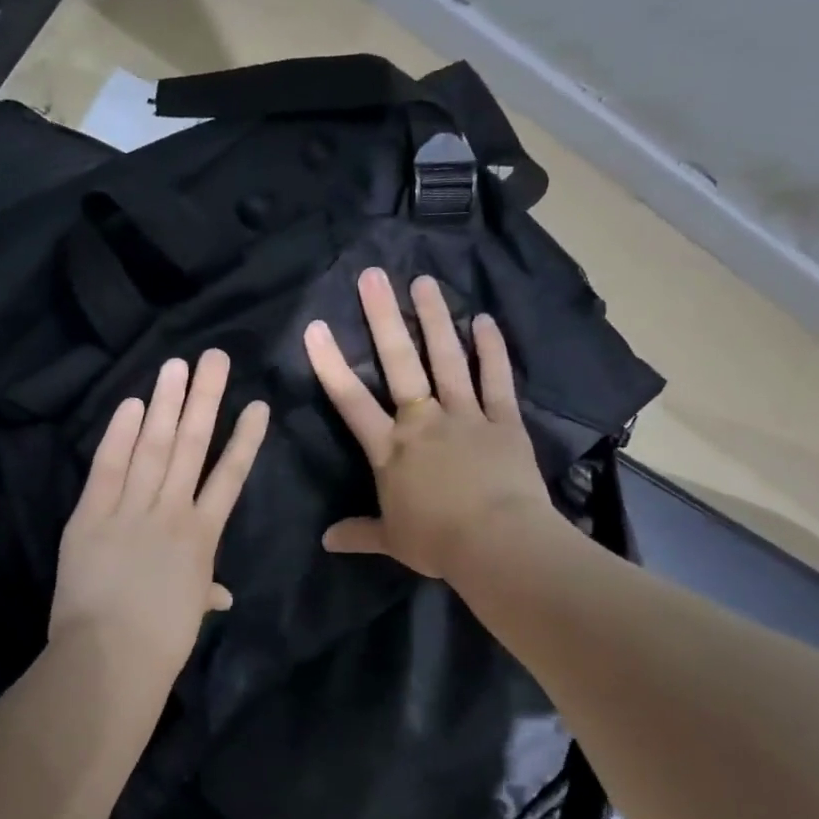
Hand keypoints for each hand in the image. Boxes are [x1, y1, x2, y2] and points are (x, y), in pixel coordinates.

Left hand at [49, 351, 269, 695]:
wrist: (111, 657)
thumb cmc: (162, 640)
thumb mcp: (190, 611)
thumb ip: (205, 591)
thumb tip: (220, 594)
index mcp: (201, 537)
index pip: (229, 477)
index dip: (245, 440)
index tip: (257, 405)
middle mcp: (172, 512)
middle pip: (192, 446)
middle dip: (206, 400)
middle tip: (215, 358)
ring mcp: (131, 510)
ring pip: (154, 447)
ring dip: (167, 404)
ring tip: (178, 365)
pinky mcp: (92, 515)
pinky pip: (109, 467)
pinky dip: (121, 435)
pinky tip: (134, 403)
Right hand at [304, 269, 556, 579]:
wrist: (497, 543)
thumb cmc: (438, 542)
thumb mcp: (391, 540)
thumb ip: (358, 533)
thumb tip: (325, 541)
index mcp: (391, 449)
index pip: (351, 401)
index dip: (331, 364)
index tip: (315, 327)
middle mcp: (423, 422)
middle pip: (399, 364)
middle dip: (383, 318)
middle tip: (373, 276)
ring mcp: (465, 416)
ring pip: (447, 360)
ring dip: (435, 319)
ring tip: (424, 282)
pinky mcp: (503, 420)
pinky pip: (496, 379)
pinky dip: (491, 350)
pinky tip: (485, 320)